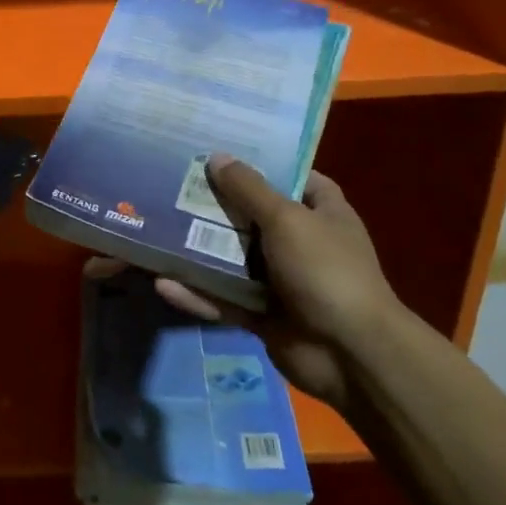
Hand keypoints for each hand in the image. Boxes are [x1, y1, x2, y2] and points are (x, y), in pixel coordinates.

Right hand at [140, 154, 405, 410]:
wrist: (351, 354)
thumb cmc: (326, 271)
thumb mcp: (287, 219)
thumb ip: (249, 189)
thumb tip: (217, 157)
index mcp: (320, 211)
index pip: (289, 176)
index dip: (257, 163)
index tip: (218, 150)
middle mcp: (300, 241)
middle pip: (250, 216)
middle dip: (214, 204)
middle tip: (170, 185)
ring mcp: (280, 280)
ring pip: (231, 259)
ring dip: (198, 250)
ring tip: (155, 231)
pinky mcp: (261, 314)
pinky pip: (223, 299)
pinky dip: (197, 294)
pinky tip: (162, 284)